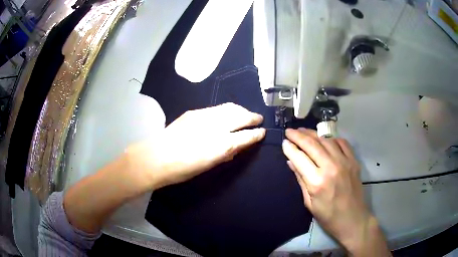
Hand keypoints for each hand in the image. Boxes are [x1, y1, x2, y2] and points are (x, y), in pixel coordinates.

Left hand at [126, 103, 265, 189]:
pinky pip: (217, 108)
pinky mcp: (195, 112)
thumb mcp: (208, 166)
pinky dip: (227, 110)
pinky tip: (227, 113)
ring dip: (241, 110)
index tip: (262, 132)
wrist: (157, 157)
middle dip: (253, 117)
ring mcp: (205, 116)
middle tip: (258, 119)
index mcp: (222, 144)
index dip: (257, 134)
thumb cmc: (183, 169)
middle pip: (241, 117)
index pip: (246, 136)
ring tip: (246, 114)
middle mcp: (217, 126)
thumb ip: (225, 154)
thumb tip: (235, 147)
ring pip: (229, 108)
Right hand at [282, 128, 390, 255]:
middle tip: (290, 131)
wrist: (353, 219)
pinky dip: (331, 138)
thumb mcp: (309, 202)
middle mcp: (331, 167)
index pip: (300, 158)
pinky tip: (325, 139)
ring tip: (304, 131)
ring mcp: (344, 162)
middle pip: (312, 144)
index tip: (283, 142)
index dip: (290, 148)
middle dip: (298, 136)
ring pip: (326, 140)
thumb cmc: (328, 216)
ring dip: (313, 134)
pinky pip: (342, 143)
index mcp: (317, 181)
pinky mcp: (353, 161)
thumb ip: (301, 179)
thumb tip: (291, 162)